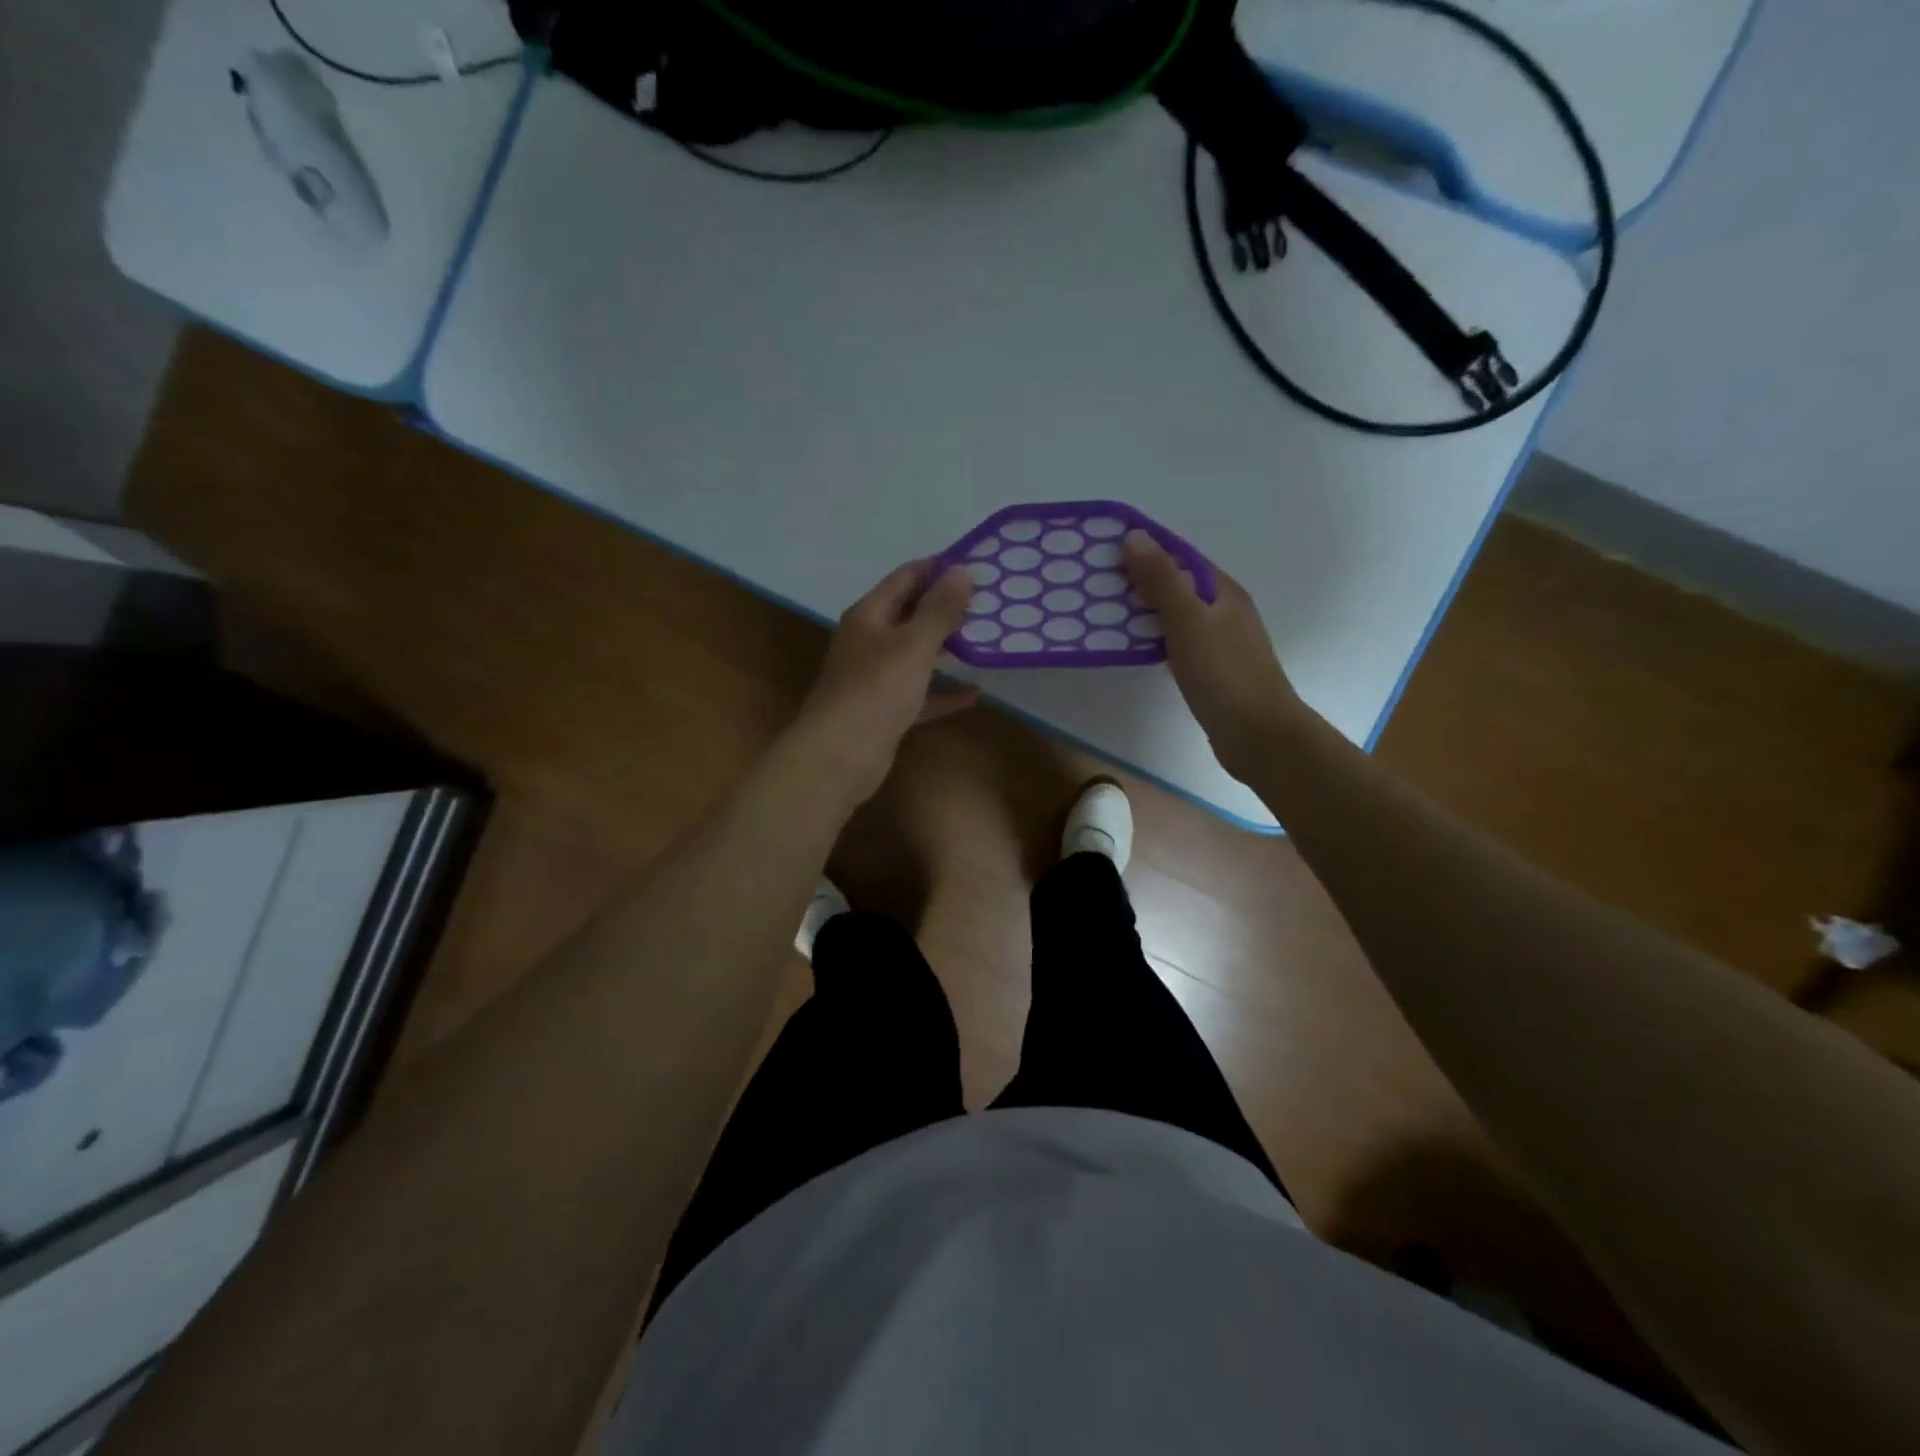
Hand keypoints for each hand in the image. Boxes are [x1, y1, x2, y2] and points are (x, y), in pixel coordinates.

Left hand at [792, 559, 978, 804]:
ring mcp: (875, 677)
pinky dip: (944, 692)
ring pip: (916, 654)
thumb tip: (962, 570)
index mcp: (869, 615)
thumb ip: (939, 609)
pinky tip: (974, 694)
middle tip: (989, 603)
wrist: (840, 755)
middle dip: (946, 607)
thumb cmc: (876, 689)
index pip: (906, 577)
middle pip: (910, 614)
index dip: (939, 568)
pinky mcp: (884, 710)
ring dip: (947, 648)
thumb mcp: (913, 644)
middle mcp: (869, 640)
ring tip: (986, 640)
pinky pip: (920, 693)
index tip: (977, 565)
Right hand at [1124, 531, 1309, 781]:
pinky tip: (1128, 646)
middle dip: (1137, 577)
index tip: (1104, 544)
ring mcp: (1218, 642)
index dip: (1144, 545)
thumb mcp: (1189, 621)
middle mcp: (1222, 610)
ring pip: (1173, 614)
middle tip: (1092, 579)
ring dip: (1141, 609)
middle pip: (1175, 583)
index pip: (1179, 555)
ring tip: (1100, 609)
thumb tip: (1134, 536)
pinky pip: (1174, 641)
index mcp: (1222, 591)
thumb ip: (1161, 580)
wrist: (1259, 736)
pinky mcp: (1209, 670)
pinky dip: (1150, 637)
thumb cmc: (1225, 674)